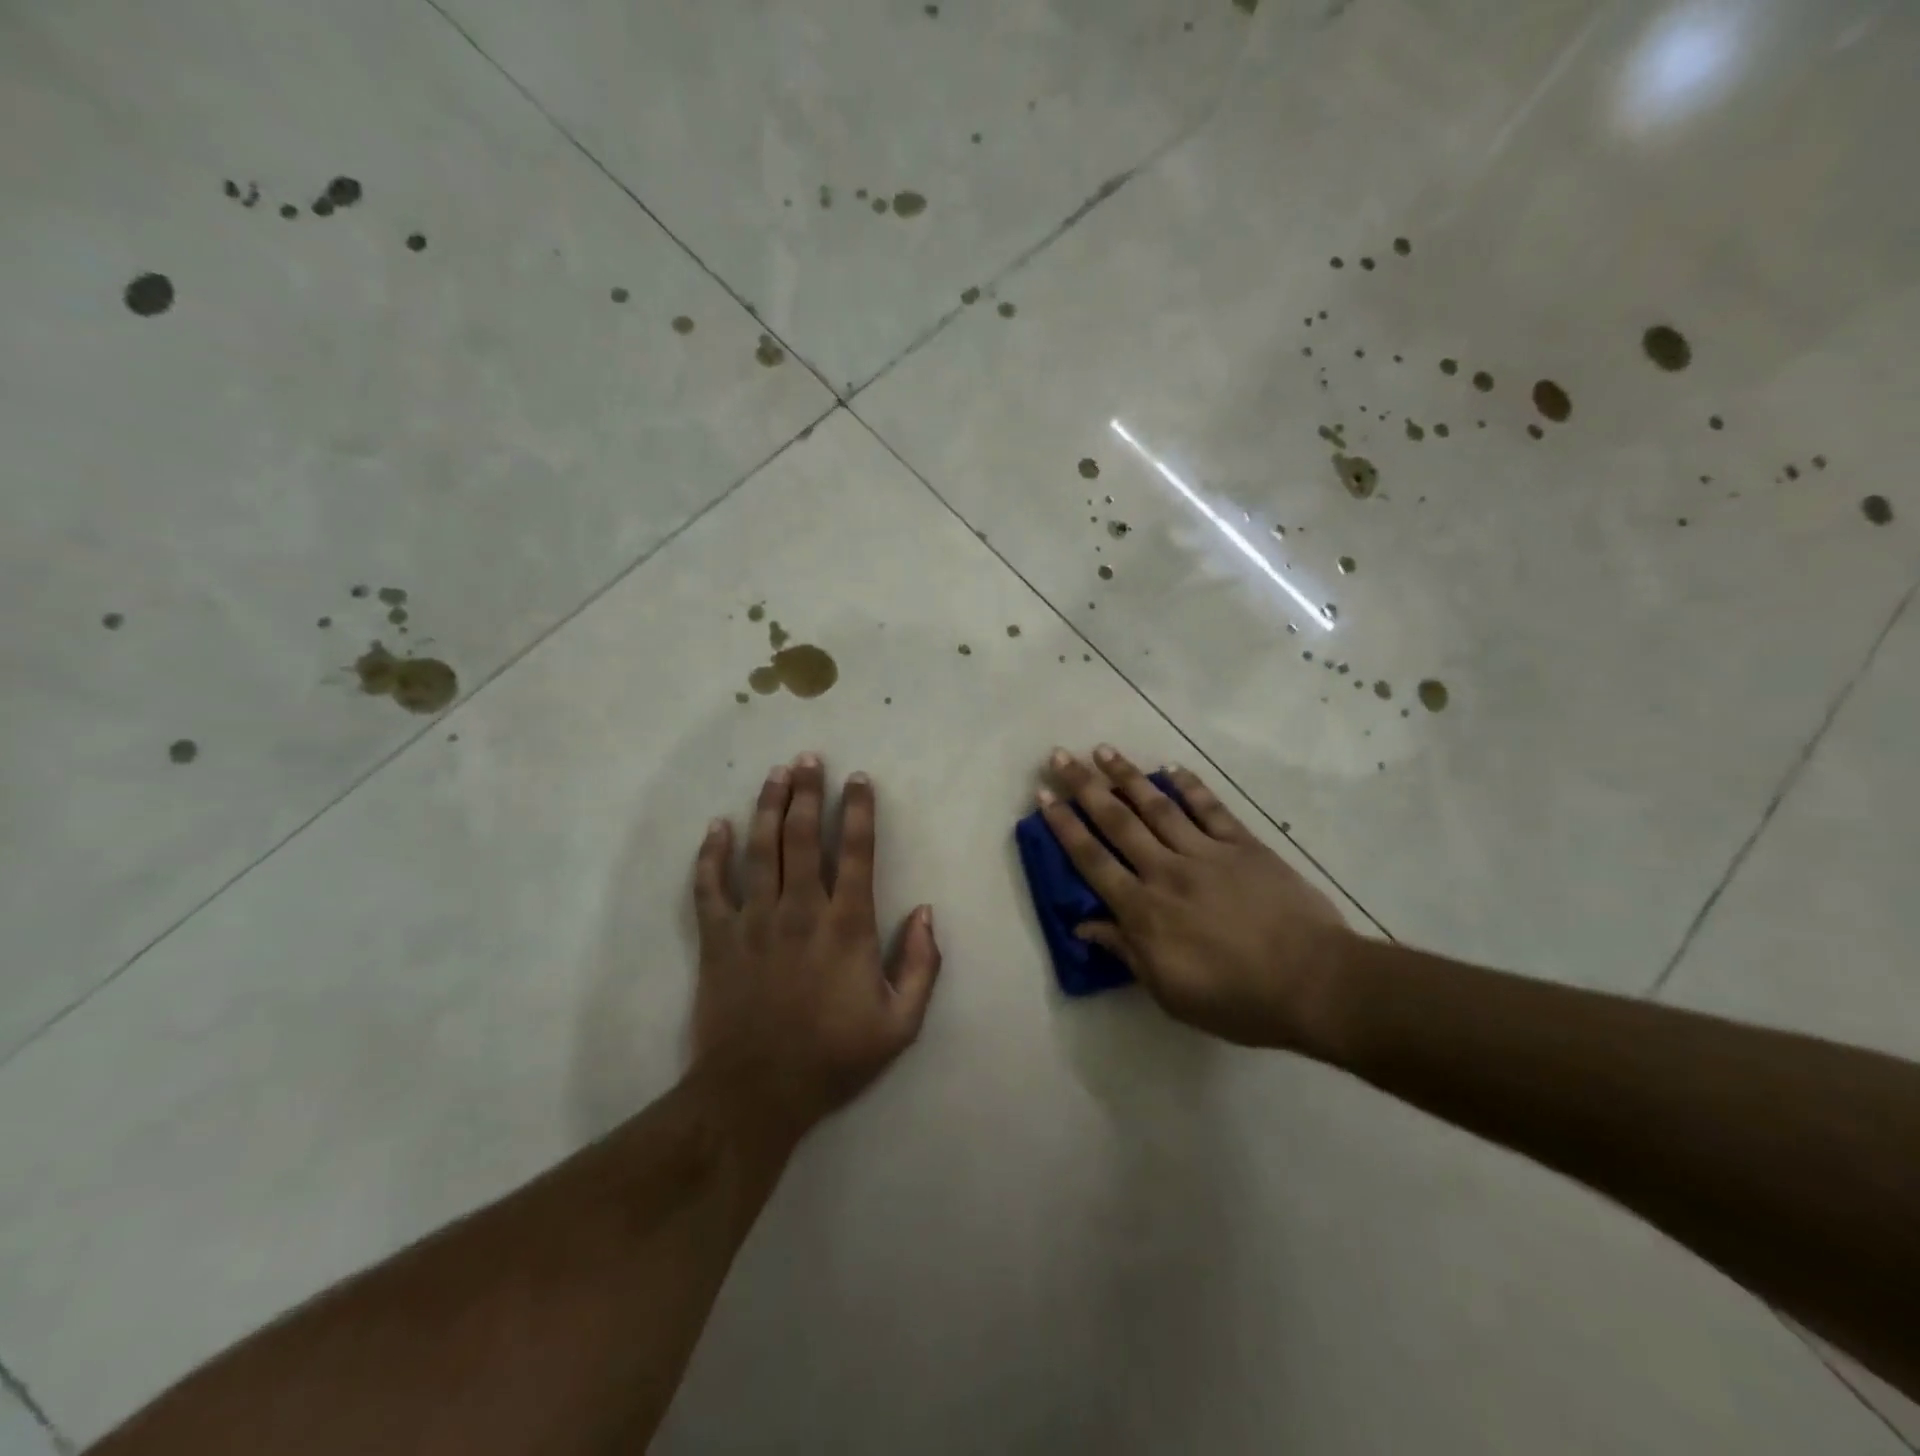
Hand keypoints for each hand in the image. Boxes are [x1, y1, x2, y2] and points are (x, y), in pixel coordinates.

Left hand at [691, 754, 940, 1141]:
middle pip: (803, 836)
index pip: (857, 852)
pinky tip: (716, 826)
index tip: (858, 779)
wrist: (757, 1092)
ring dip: (768, 807)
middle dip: (808, 792)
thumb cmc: (834, 1057)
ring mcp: (754, 921)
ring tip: (775, 773)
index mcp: (847, 925)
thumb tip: (926, 912)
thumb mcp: (901, 1024)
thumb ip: (922, 965)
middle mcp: (800, 910)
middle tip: (809, 758)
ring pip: (760, 849)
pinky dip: (711, 854)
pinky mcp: (718, 939)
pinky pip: (710, 886)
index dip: (859, 811)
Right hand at [1038, 746, 1352, 1050]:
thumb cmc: (1237, 999)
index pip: (1093, 861)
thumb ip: (1126, 952)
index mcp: (1144, 910)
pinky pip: (1210, 808)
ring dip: (1127, 776)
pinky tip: (1171, 767)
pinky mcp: (1243, 845)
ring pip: (1157, 805)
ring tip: (1103, 750)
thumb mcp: (1170, 992)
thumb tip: (1084, 926)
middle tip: (1060, 757)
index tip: (1043, 798)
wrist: (1313, 983)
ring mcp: (1206, 853)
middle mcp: (1166, 871)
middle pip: (1117, 822)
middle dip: (1084, 787)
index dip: (1065, 828)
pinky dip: (1189, 785)